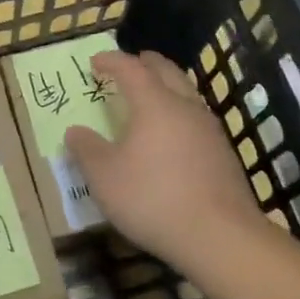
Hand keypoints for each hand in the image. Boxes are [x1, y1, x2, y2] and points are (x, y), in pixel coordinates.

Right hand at [65, 50, 270, 275]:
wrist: (220, 237)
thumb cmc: (153, 198)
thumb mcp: (105, 177)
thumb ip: (87, 150)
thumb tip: (75, 132)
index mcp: (154, 104)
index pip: (131, 69)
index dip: (112, 61)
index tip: (95, 62)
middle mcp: (185, 107)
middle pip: (167, 72)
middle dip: (147, 64)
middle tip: (132, 63)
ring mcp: (210, 130)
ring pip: (187, 94)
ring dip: (167, 87)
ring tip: (152, 97)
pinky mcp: (224, 155)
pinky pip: (197, 120)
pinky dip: (179, 114)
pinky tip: (173, 136)